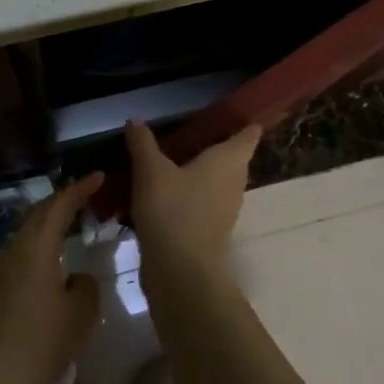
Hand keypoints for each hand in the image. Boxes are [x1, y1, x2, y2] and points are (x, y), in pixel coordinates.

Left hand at [0, 172, 102, 383]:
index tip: (98, 176)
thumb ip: (86, 286)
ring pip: (28, 235)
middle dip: (63, 201)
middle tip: (87, 195)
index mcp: (36, 248)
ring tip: (73, 225)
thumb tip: (76, 278)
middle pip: (39, 215)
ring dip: (50, 224)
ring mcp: (0, 271)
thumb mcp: (80, 313)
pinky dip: (41, 246)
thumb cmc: (41, 342)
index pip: (59, 206)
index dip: (79, 189)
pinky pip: (22, 254)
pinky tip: (53, 262)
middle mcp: (14, 251)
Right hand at [124, 120, 261, 288]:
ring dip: (202, 173)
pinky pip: (205, 202)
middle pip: (233, 159)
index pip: (247, 135)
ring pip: (218, 182)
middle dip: (217, 146)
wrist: (180, 271)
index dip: (244, 122)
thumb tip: (136, 120)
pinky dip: (192, 195)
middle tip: (193, 132)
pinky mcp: (213, 230)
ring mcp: (226, 209)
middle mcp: (234, 182)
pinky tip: (167, 194)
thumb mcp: (151, 171)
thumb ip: (143, 143)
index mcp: (228, 161)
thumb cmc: (172, 209)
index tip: (234, 112)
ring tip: (175, 161)